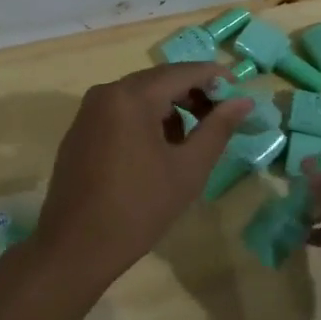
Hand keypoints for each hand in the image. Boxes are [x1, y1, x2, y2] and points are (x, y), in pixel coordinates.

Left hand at [32, 63, 254, 289]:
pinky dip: (145, 120)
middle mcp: (106, 93)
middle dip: (192, 93)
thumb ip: (217, 129)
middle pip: (159, 80)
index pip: (182, 72)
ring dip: (169, 108)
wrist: (76, 247)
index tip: (240, 91)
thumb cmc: (139, 208)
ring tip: (190, 142)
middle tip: (221, 117)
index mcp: (132, 97)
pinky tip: (157, 152)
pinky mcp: (80, 131)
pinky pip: (120, 112)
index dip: (214, 77)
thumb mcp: (188, 169)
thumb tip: (243, 101)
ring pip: (139, 96)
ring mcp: (88, 112)